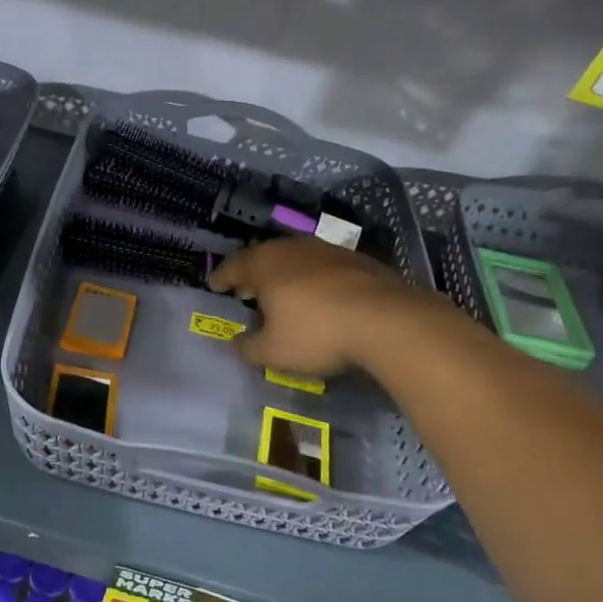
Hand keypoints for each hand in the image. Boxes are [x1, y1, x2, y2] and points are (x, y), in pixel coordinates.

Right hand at [208, 236, 434, 375]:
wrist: (386, 319)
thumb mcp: (274, 352)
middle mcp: (292, 248)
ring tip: (282, 294)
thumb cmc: (317, 333)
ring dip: (284, 275)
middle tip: (246, 290)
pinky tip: (320, 297)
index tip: (216, 287)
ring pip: (295, 258)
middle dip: (252, 274)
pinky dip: (313, 279)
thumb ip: (248, 348)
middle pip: (264, 257)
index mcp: (265, 264)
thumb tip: (235, 343)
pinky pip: (323, 266)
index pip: (233, 265)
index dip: (222, 277)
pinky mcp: (357, 259)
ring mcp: (327, 250)